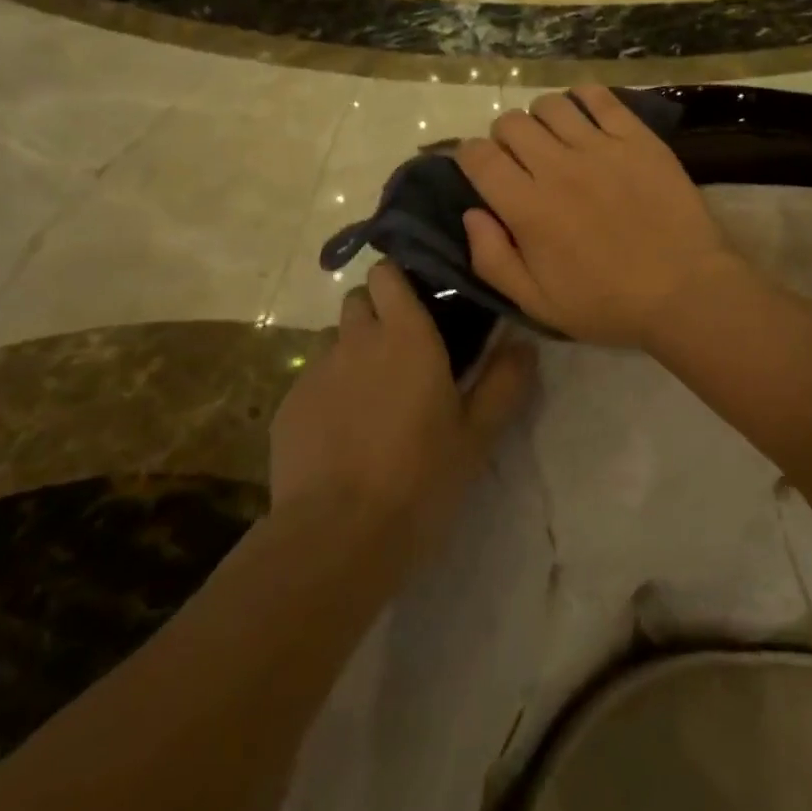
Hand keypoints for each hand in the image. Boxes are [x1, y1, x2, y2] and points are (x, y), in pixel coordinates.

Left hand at [268, 262, 535, 565]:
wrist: (337, 536)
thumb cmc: (419, 477)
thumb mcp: (477, 434)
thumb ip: (504, 382)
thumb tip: (525, 344)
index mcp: (405, 335)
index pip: (389, 274)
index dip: (400, 280)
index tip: (420, 299)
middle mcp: (356, 339)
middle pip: (358, 299)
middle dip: (377, 312)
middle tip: (401, 350)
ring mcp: (316, 371)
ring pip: (333, 339)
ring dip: (351, 350)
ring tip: (369, 393)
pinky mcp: (287, 406)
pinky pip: (311, 380)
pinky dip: (328, 390)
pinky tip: (341, 432)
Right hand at [455, 85, 747, 347]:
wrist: (685, 290)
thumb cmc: (609, 304)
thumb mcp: (538, 304)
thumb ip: (493, 259)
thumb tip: (470, 214)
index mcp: (528, 208)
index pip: (478, 157)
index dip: (468, 156)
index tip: (478, 168)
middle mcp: (557, 167)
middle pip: (510, 123)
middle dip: (503, 138)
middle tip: (520, 160)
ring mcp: (600, 147)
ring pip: (550, 105)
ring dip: (541, 118)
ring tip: (555, 140)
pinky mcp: (637, 137)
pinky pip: (599, 97)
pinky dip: (583, 99)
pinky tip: (586, 118)